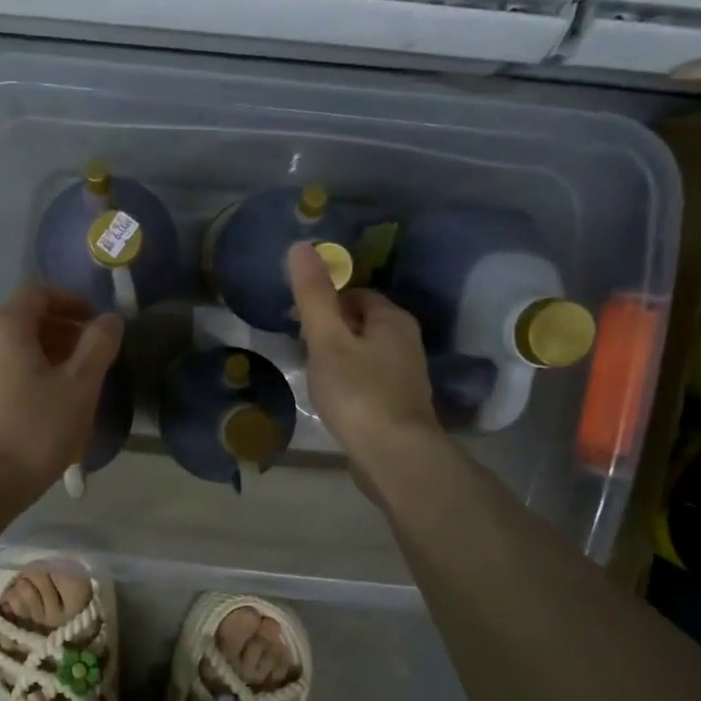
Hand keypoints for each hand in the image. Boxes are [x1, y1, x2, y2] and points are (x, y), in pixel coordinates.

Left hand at [0, 283, 123, 505]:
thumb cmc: (34, 430)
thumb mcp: (79, 386)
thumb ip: (98, 346)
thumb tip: (110, 319)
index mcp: (5, 328)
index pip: (38, 293)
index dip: (71, 301)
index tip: (96, 323)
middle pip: (24, 322)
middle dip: (62, 332)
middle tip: (92, 356)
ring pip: (14, 352)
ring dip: (47, 358)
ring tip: (75, 385)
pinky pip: (3, 376)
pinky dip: (29, 379)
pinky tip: (48, 409)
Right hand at [288, 242, 442, 477]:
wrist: (394, 454)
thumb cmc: (358, 392)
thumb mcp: (328, 340)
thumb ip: (314, 296)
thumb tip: (301, 246)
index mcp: (392, 319)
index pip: (355, 294)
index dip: (324, 301)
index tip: (295, 319)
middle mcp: (405, 340)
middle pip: (361, 322)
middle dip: (329, 328)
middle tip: (299, 346)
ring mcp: (405, 374)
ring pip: (364, 351)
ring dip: (337, 355)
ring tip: (311, 371)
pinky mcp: (399, 402)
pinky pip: (368, 377)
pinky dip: (348, 379)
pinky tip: (331, 396)